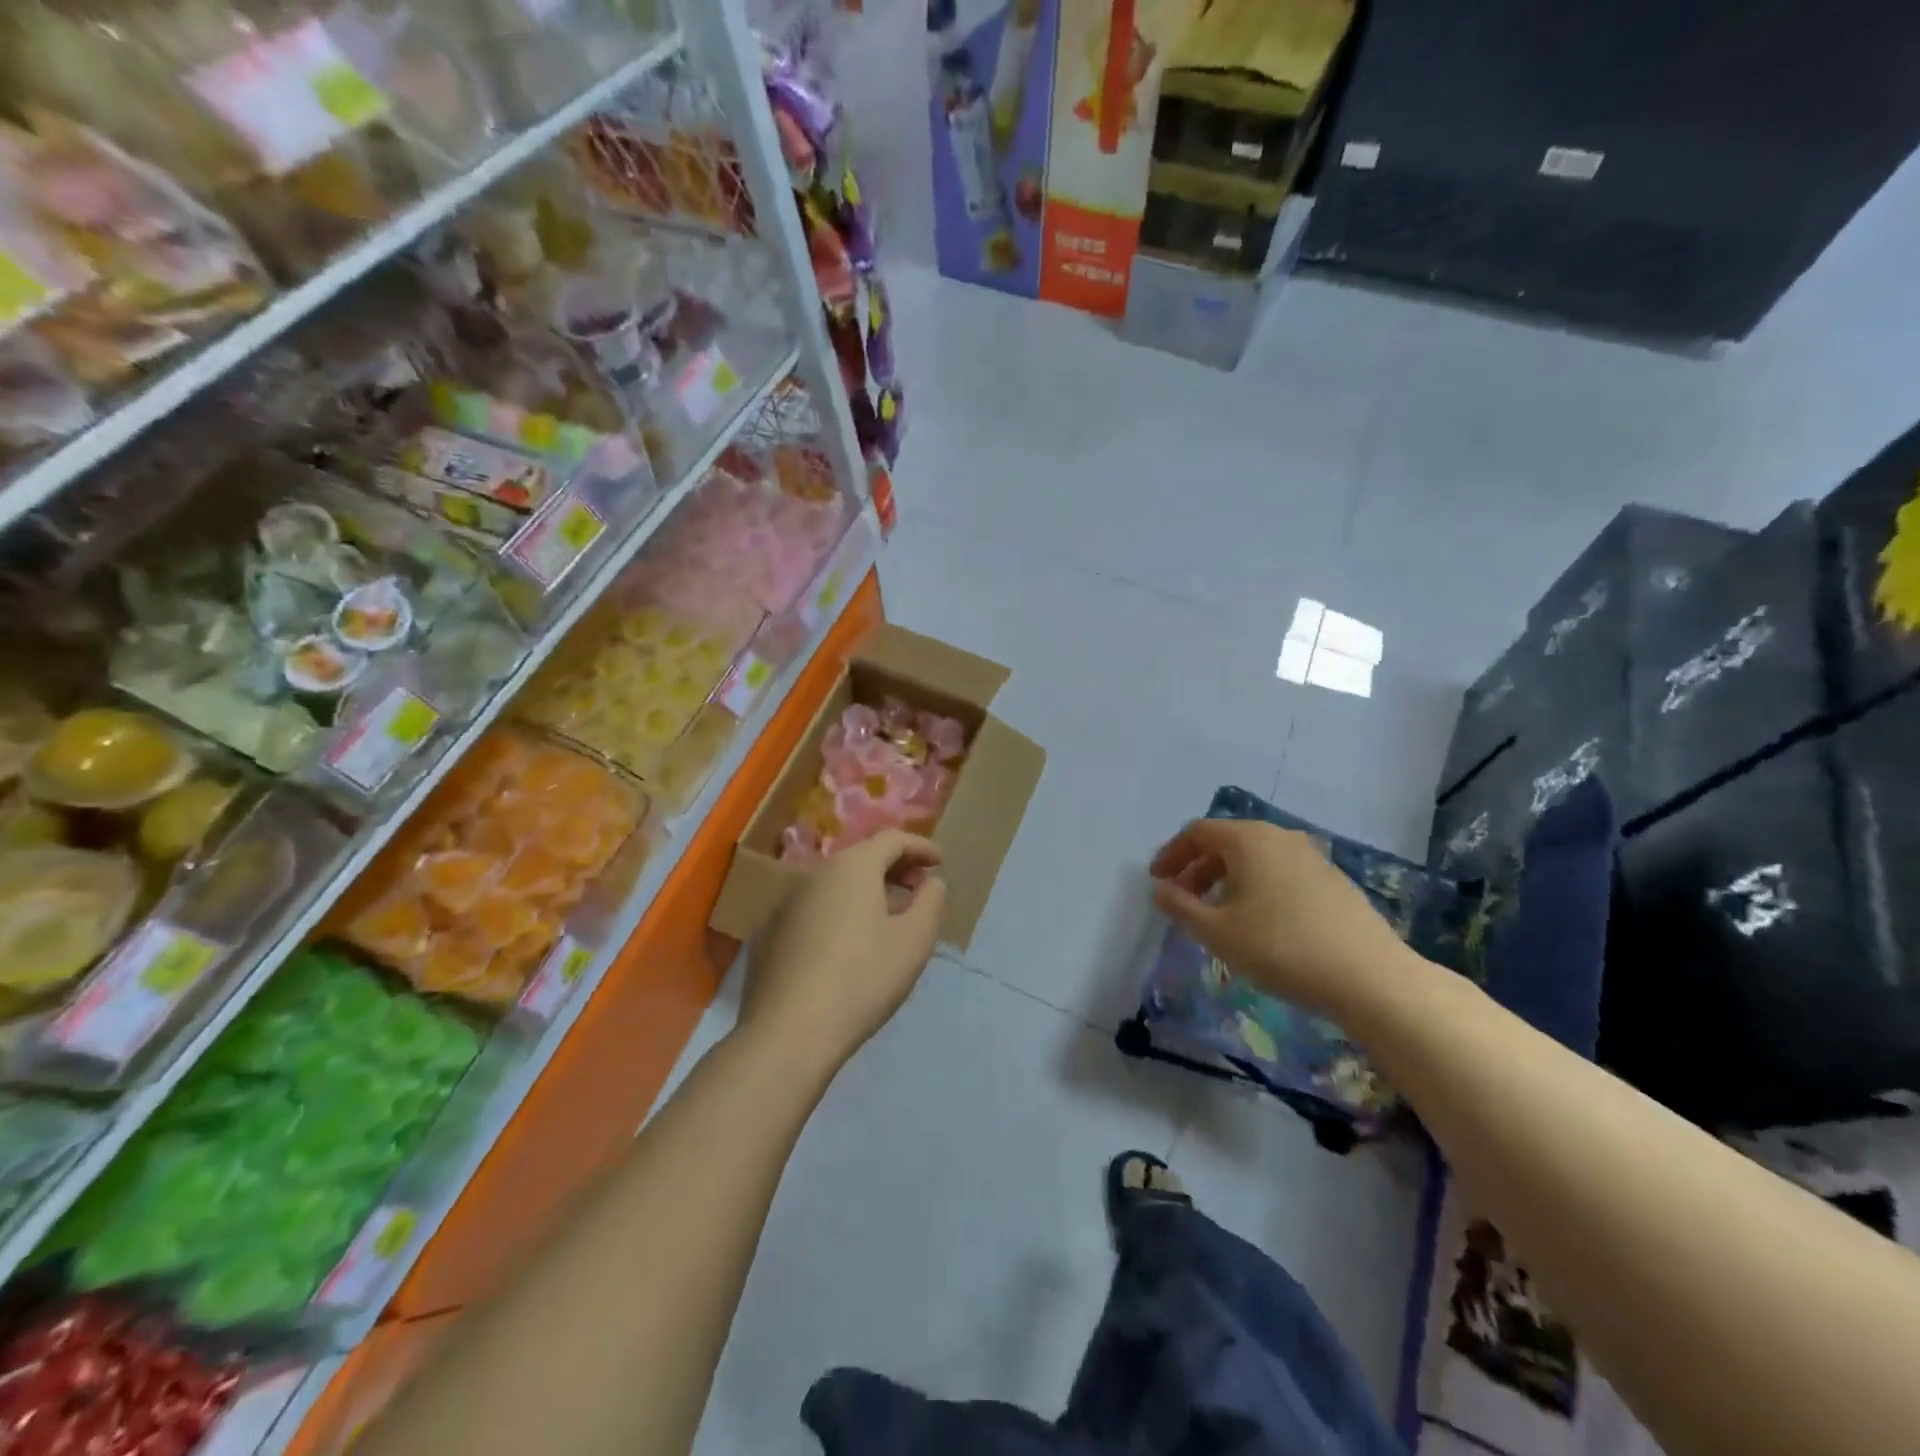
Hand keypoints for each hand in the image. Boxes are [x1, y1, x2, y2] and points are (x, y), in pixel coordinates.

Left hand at [739, 830, 946, 1076]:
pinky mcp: (770, 934)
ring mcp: (786, 903)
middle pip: (861, 858)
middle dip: (895, 868)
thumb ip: (931, 902)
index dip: (920, 847)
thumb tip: (931, 883)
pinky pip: (815, 910)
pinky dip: (840, 913)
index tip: (940, 863)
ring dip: (867, 892)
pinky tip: (849, 946)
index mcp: (853, 867)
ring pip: (836, 885)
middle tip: (919, 888)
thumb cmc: (863, 978)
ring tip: (889, 918)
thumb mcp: (914, 941)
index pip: (892, 839)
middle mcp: (816, 874)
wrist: (789, 1032)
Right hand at [1149, 818, 1424, 1021]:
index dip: (1171, 854)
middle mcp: (1280, 837)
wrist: (1369, 977)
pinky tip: (1259, 922)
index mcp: (1248, 839)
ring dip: (1226, 879)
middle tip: (1183, 900)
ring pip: (1255, 858)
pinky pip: (1280, 872)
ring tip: (1218, 914)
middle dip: (1198, 868)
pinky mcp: (1333, 880)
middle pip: (1226, 842)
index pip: (1197, 832)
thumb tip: (1160, 889)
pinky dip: (1257, 887)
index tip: (1157, 881)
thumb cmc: (1280, 947)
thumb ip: (1180, 906)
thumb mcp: (1217, 932)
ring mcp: (1311, 856)